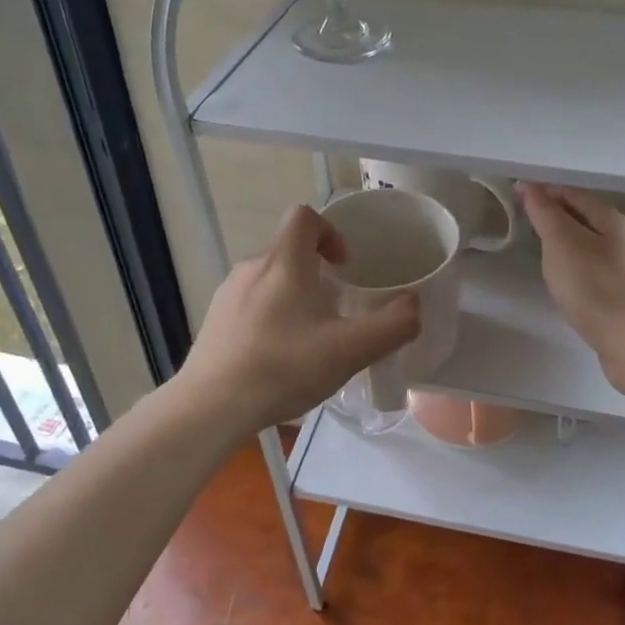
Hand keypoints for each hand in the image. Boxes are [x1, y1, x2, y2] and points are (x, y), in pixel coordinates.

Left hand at [178, 204, 420, 433]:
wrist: (210, 408)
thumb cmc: (283, 368)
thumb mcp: (349, 350)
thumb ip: (392, 326)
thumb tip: (413, 306)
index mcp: (284, 263)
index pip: (305, 216)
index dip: (330, 231)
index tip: (345, 267)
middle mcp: (251, 268)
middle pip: (289, 251)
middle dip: (316, 273)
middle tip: (336, 312)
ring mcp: (227, 295)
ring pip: (269, 280)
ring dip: (293, 297)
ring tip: (308, 339)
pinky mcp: (214, 322)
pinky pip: (249, 306)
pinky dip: (269, 319)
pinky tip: (277, 358)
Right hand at [521, 183, 624, 395]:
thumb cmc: (594, 285)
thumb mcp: (563, 242)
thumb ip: (545, 214)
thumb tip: (531, 187)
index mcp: (609, 219)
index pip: (572, 193)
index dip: (544, 191)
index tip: (516, 193)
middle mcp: (620, 239)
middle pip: (583, 217)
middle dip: (554, 214)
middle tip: (523, 218)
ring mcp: (622, 269)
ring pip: (587, 245)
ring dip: (563, 241)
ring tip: (537, 247)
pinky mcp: (619, 296)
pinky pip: (590, 270)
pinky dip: (571, 266)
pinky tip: (560, 280)